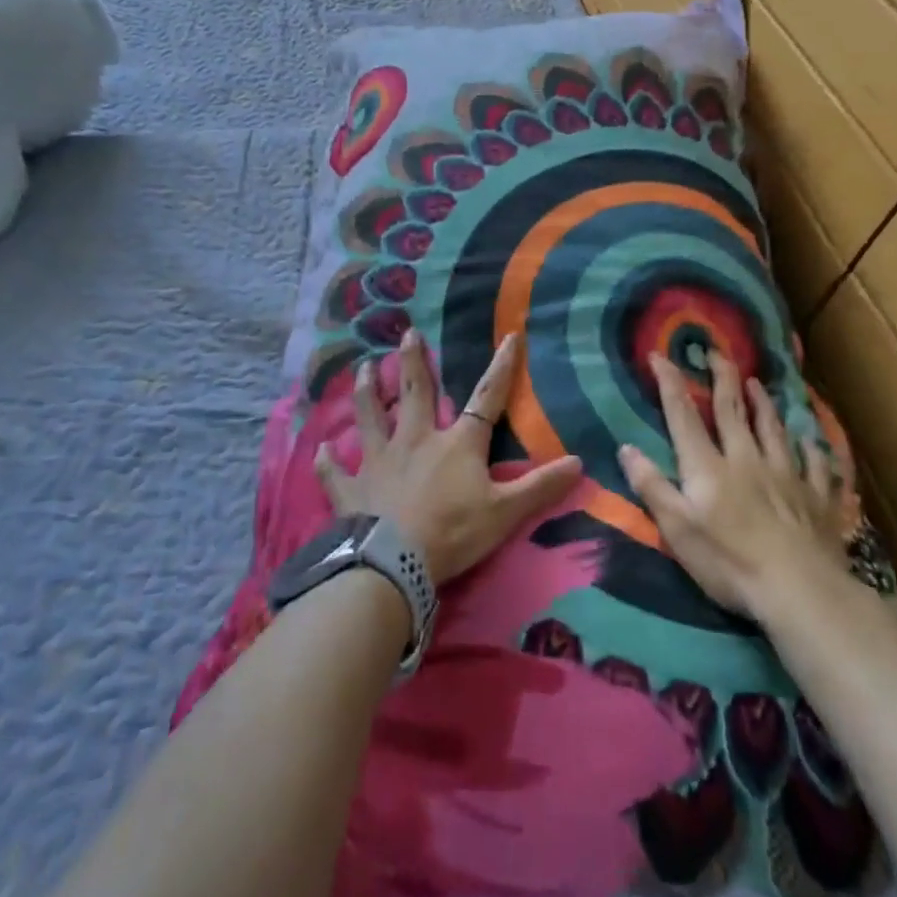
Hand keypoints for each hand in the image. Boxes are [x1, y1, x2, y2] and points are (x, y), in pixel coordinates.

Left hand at [317, 330, 582, 585]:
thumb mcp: (505, 513)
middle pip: (415, 392)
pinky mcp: (352, 488)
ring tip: (363, 368)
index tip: (509, 336)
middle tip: (407, 333)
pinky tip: (317, 450)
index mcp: (456, 444)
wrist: (393, 563)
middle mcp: (415, 440)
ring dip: (366, 392)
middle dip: (414, 361)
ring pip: (370, 417)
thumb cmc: (453, 533)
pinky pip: (335, 471)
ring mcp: (379, 460)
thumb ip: (540, 487)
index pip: (486, 399)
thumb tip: (579, 462)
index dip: (501, 368)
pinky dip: (326, 462)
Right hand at [618, 350, 860, 619]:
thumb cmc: (729, 563)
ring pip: (773, 430)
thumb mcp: (678, 529)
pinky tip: (814, 441)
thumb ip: (652, 486)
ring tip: (758, 383)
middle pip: (733, 411)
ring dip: (764, 404)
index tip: (659, 355)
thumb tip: (626, 447)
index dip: (670, 383)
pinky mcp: (817, 498)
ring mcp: (786, 476)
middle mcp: (746, 459)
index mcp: (709, 467)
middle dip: (722, 378)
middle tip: (716, 352)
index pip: (684, 416)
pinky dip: (814, 450)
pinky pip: (817, 466)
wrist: (800, 589)